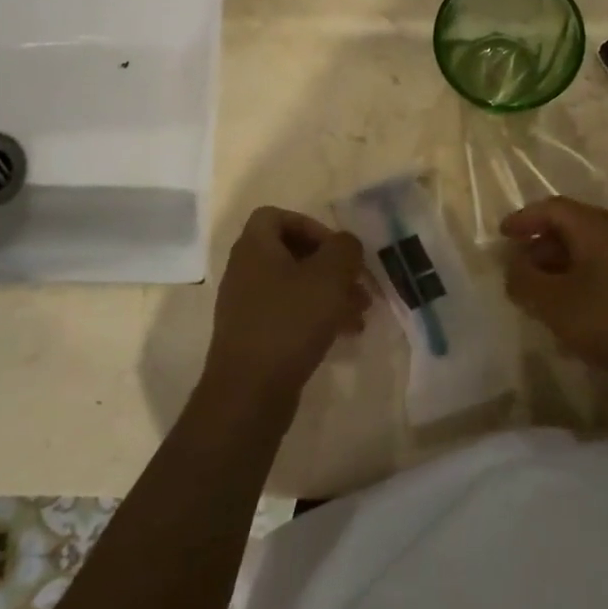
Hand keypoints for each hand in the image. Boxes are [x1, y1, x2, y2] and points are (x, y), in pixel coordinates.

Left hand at [204, 206, 369, 402]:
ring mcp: (248, 306)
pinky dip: (317, 317)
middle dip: (331, 266)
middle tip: (358, 283)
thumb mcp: (329, 276)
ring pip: (296, 286)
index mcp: (255, 248)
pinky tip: (344, 334)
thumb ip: (344, 249)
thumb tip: (346, 244)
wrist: (249, 392)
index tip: (336, 249)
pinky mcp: (255, 336)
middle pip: (291, 253)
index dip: (310, 225)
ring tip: (361, 312)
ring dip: (330, 293)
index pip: (276, 216)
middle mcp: (246, 271)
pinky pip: (290, 314)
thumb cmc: (289, 322)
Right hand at [501, 197, 607, 394]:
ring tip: (546, 298)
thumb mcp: (557, 305)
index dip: (524, 219)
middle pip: (572, 227)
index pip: (552, 208)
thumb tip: (514, 268)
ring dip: (563, 267)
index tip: (502, 236)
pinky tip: (580, 313)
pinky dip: (585, 280)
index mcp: (596, 227)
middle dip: (541, 248)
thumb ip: (526, 283)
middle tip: (521, 274)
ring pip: (591, 250)